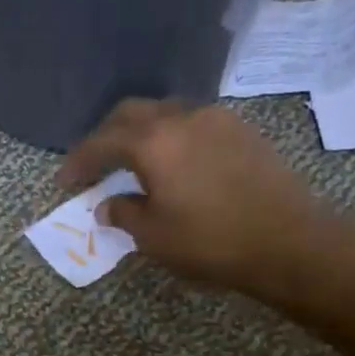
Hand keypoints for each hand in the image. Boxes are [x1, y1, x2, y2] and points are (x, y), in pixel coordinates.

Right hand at [58, 99, 329, 294]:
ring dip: (141, 133)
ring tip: (132, 162)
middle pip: (132, 113)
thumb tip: (108, 205)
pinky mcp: (242, 131)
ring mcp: (217, 120)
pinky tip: (173, 164)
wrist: (290, 241)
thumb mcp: (155, 237)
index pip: (103, 141)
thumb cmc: (212, 242)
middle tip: (94, 164)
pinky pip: (193, 124)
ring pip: (165, 113)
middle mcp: (183, 118)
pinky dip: (171, 138)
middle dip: (106, 136)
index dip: (79, 160)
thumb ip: (124, 214)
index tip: (65, 180)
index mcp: (154, 142)